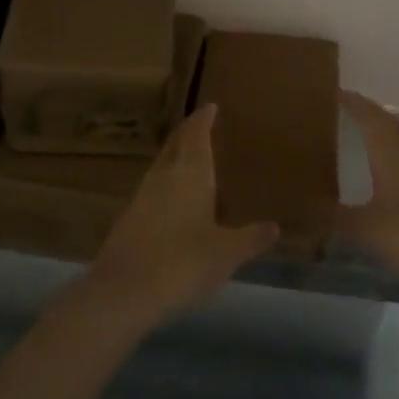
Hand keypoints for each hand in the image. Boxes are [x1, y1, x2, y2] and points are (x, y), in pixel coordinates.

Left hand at [88, 105, 278, 318]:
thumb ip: (251, 238)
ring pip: (160, 167)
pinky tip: (171, 202)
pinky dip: (164, 186)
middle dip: (187, 134)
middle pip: (175, 145)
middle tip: (199, 126)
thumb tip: (274, 226)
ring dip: (174, 158)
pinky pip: (151, 191)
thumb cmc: (184, 262)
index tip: (209, 106)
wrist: (124, 291)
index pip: (197, 136)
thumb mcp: (227, 253)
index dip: (203, 119)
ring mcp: (141, 197)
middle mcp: (164, 177)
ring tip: (189, 161)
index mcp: (191, 174)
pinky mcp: (127, 219)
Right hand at [336, 90, 398, 292]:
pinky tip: (387, 170)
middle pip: (390, 123)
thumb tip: (301, 209)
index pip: (370, 117)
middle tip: (345, 108)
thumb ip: (334, 217)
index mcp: (393, 154)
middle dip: (368, 112)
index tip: (333, 90)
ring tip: (362, 134)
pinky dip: (395, 153)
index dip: (353, 102)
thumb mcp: (366, 229)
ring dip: (384, 131)